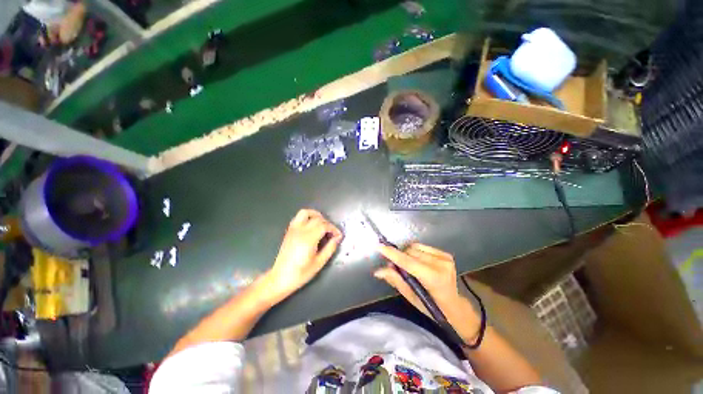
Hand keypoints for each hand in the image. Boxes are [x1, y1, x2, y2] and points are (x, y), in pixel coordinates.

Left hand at [266, 209, 341, 298]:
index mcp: (308, 239)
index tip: (338, 236)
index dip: (334, 229)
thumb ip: (330, 248)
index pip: (324, 226)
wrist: (280, 278)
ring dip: (316, 215)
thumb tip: (337, 238)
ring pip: (305, 212)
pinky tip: (312, 226)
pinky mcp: (289, 231)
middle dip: (327, 223)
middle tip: (332, 233)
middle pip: (317, 218)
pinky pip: (298, 217)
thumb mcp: (319, 263)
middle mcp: (300, 231)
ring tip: (322, 224)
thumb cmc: (301, 273)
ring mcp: (293, 229)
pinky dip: (307, 217)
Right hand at [374, 243, 480, 342]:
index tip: (379, 247)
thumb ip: (396, 281)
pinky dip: (415, 252)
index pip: (408, 262)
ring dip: (407, 254)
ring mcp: (445, 258)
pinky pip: (422, 246)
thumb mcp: (411, 298)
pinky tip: (418, 262)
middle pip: (410, 252)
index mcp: (434, 279)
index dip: (393, 254)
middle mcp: (441, 264)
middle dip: (400, 257)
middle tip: (395, 267)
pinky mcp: (446, 254)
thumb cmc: (432, 307)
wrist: (455, 306)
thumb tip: (378, 271)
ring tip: (409, 267)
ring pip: (415, 247)